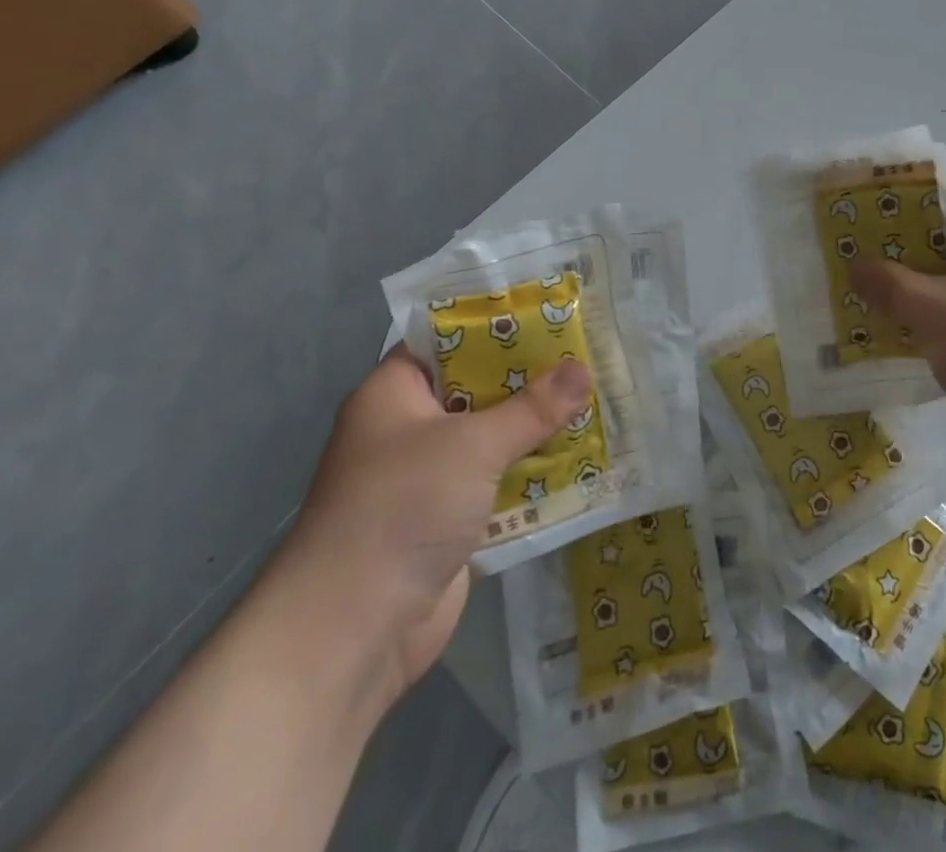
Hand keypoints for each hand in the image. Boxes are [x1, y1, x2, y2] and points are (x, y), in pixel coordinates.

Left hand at [260, 345, 591, 716]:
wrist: (352, 632)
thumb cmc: (402, 508)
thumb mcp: (474, 445)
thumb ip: (532, 407)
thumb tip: (583, 370)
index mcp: (394, 394)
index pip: (447, 340)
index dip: (496, 324)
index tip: (549, 313)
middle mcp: (408, 430)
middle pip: (477, 389)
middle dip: (529, 378)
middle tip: (585, 355)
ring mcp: (428, 478)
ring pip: (491, 438)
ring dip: (536, 428)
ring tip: (594, 399)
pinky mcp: (448, 521)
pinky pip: (497, 482)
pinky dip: (532, 472)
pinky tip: (580, 457)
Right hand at [849, 193, 945, 488]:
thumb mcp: (934, 309)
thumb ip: (888, 284)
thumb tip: (854, 267)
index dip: (907, 212)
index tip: (864, 224)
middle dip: (904, 258)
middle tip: (857, 263)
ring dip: (915, 296)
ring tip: (864, 298)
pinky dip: (933, 326)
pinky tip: (892, 335)